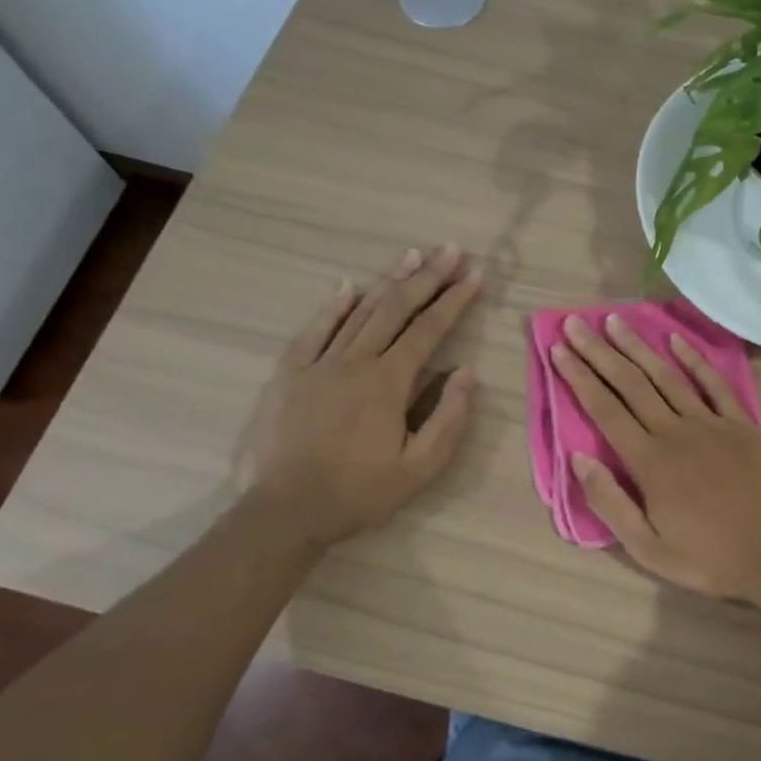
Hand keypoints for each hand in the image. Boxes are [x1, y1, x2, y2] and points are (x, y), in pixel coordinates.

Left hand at [242, 245, 481, 546]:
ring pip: (359, 312)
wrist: (285, 511)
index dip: (454, 300)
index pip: (429, 330)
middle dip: (428, 277)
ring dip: (389, 282)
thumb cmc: (359, 492)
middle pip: (396, 309)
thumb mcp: (420, 468)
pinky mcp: (290, 374)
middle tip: (451, 249)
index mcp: (389, 382)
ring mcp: (319, 364)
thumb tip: (467, 371)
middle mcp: (355, 362)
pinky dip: (332, 306)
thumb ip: (449, 418)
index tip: (475, 274)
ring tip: (412, 255)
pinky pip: (313, 331)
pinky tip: (347, 287)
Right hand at [550, 313, 760, 605]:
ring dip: (638, 347)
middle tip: (575, 323)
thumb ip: (610, 502)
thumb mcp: (649, 549)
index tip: (559, 350)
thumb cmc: (711, 558)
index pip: (605, 409)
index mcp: (650, 462)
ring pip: (667, 376)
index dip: (579, 377)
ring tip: (615, 321)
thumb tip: (577, 458)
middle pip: (631, 384)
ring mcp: (712, 423)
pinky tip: (675, 340)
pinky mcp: (742, 424)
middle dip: (600, 352)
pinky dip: (694, 359)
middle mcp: (676, 432)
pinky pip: (714, 383)